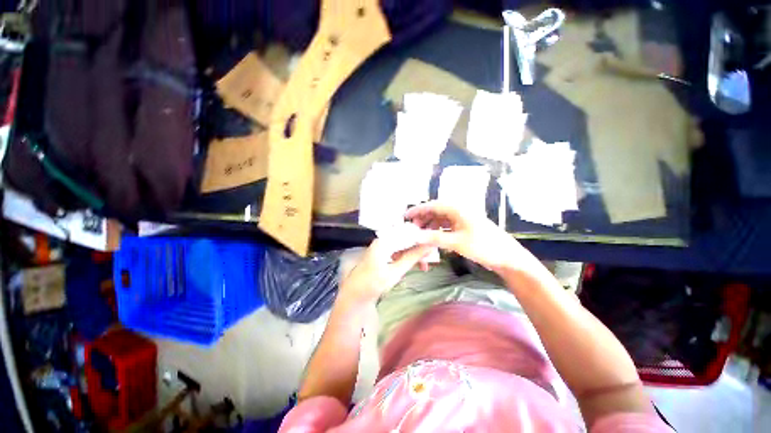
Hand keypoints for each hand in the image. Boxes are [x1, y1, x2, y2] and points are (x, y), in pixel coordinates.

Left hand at [338, 239, 434, 305]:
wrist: (355, 295)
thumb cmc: (373, 284)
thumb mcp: (395, 272)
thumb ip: (412, 257)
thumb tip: (429, 246)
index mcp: (384, 241)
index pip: (408, 233)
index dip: (422, 239)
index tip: (435, 246)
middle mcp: (383, 239)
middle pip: (406, 238)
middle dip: (419, 248)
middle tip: (432, 258)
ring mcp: (383, 246)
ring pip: (404, 245)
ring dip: (415, 254)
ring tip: (426, 265)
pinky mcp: (384, 253)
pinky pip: (400, 251)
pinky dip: (408, 257)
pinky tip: (416, 265)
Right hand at [405, 201, 533, 271]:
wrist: (507, 257)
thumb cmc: (483, 246)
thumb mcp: (456, 242)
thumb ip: (434, 238)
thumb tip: (414, 236)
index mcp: (457, 208)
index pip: (432, 205)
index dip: (417, 210)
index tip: (405, 217)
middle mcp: (458, 210)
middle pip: (435, 211)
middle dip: (422, 219)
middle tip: (411, 229)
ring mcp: (461, 219)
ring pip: (439, 219)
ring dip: (429, 225)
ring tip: (419, 234)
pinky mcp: (464, 227)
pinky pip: (446, 226)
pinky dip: (437, 230)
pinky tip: (431, 237)